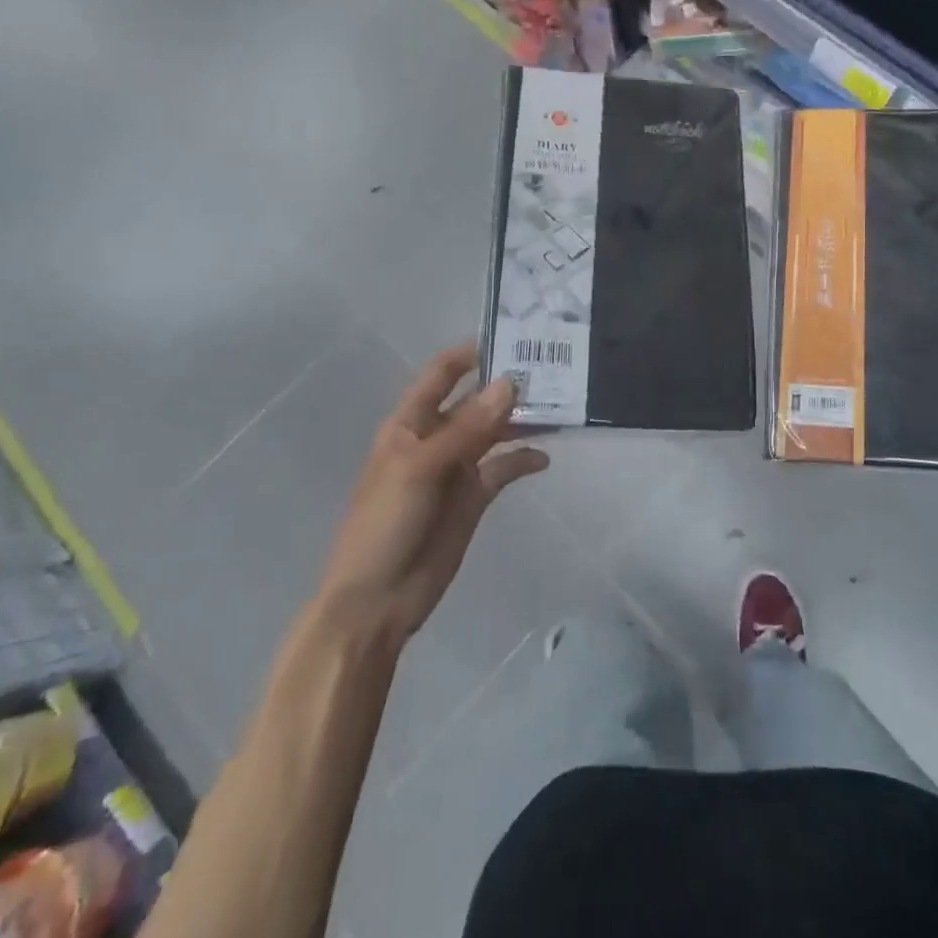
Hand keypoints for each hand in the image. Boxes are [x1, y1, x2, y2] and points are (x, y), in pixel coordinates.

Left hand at [312, 342, 548, 649]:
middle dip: (507, 386)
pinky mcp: (474, 496)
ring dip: (522, 420)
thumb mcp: (422, 468)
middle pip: (476, 401)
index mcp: (410, 423)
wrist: (377, 601)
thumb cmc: (385, 524)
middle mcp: (436, 437)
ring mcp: (457, 467)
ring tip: (560, 406)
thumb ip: (468, 428)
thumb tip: (510, 383)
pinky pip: (504, 468)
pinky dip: (524, 460)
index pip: (442, 374)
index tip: (512, 335)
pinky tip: (545, 458)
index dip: (470, 353)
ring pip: (495, 432)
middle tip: (553, 368)